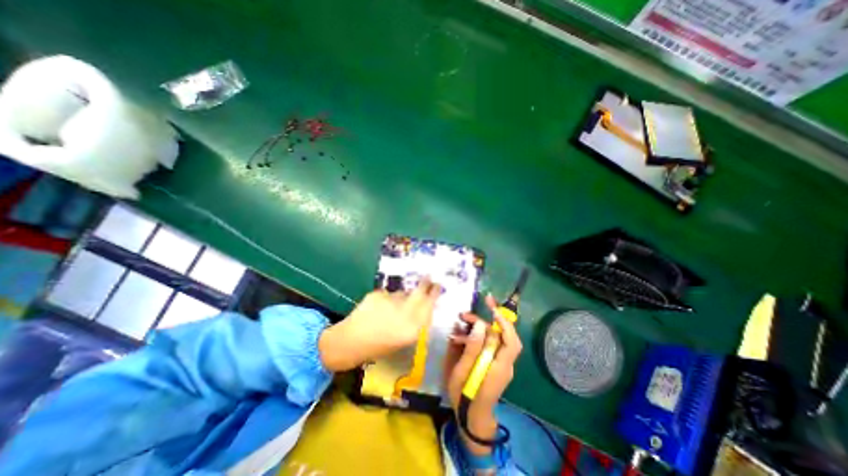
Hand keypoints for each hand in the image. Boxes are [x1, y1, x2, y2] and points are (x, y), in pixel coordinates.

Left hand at [316, 280, 440, 371]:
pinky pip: (388, 294)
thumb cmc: (379, 346)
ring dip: (401, 296)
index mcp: (412, 328)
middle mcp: (404, 313)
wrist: (350, 342)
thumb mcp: (403, 339)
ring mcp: (390, 302)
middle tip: (428, 278)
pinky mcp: (378, 295)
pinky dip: (386, 299)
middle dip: (425, 283)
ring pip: (402, 293)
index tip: (438, 285)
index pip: (429, 305)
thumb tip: (423, 305)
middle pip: (420, 291)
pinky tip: (377, 309)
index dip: (434, 293)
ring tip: (390, 308)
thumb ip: (416, 322)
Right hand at [444, 294, 524, 452]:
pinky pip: (488, 345)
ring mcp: (500, 363)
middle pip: (500, 336)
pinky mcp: (494, 363)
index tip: (491, 309)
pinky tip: (462, 336)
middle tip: (464, 315)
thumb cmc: (464, 397)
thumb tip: (481, 325)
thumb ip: (472, 348)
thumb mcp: (462, 372)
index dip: (504, 323)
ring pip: (493, 339)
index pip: (511, 341)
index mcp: (500, 367)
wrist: (471, 418)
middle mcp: (504, 363)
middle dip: (483, 322)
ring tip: (459, 325)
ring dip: (478, 329)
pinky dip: (477, 337)